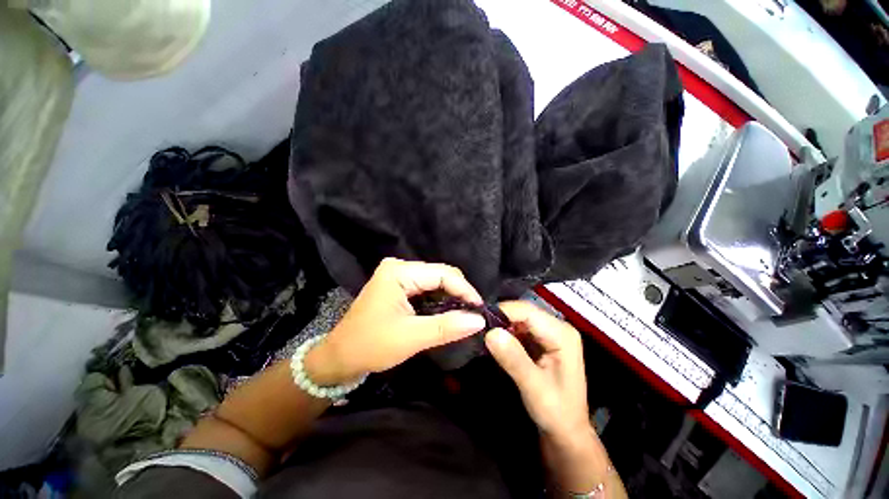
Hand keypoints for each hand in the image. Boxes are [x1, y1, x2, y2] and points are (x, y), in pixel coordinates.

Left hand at [305, 258, 485, 384]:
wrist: (340, 357)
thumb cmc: (371, 345)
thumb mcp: (411, 337)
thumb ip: (446, 327)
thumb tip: (479, 320)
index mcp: (399, 272)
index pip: (442, 274)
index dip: (465, 289)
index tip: (480, 309)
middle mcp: (399, 267)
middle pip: (440, 274)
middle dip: (459, 292)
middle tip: (475, 313)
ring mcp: (398, 275)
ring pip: (435, 281)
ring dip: (451, 296)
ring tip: (466, 313)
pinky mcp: (399, 286)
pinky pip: (427, 288)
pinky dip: (440, 299)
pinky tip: (449, 311)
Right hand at [485, 301, 591, 440]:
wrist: (566, 431)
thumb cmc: (556, 413)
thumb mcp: (534, 388)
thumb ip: (513, 359)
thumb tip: (490, 332)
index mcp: (562, 334)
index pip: (527, 311)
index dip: (502, 311)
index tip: (479, 320)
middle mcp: (557, 327)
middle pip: (523, 312)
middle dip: (500, 318)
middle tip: (477, 327)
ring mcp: (549, 333)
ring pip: (519, 319)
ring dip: (501, 326)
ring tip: (483, 334)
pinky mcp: (541, 340)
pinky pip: (519, 329)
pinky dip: (505, 333)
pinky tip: (495, 342)